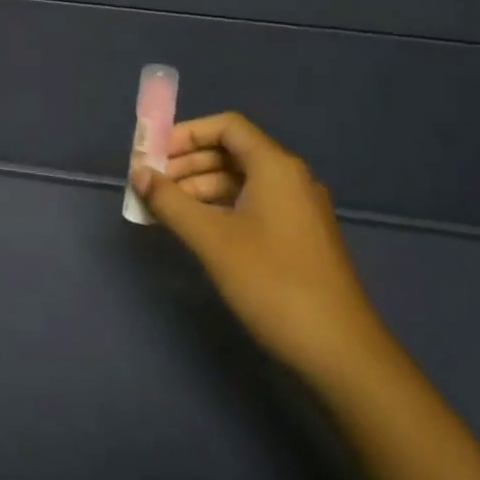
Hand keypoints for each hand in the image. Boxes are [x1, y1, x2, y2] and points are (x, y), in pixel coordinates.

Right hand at [132, 113, 386, 377]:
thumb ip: (170, 202)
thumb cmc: (273, 285)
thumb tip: (138, 173)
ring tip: (164, 208)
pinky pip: (251, 205)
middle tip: (150, 184)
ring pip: (240, 181)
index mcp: (275, 167)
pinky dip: (219, 208)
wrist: (341, 353)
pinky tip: (195, 229)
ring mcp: (297, 209)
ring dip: (199, 187)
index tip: (152, 154)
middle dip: (187, 162)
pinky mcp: (298, 237)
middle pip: (231, 152)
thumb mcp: (212, 241)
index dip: (186, 134)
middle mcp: (290, 179)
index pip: (226, 127)